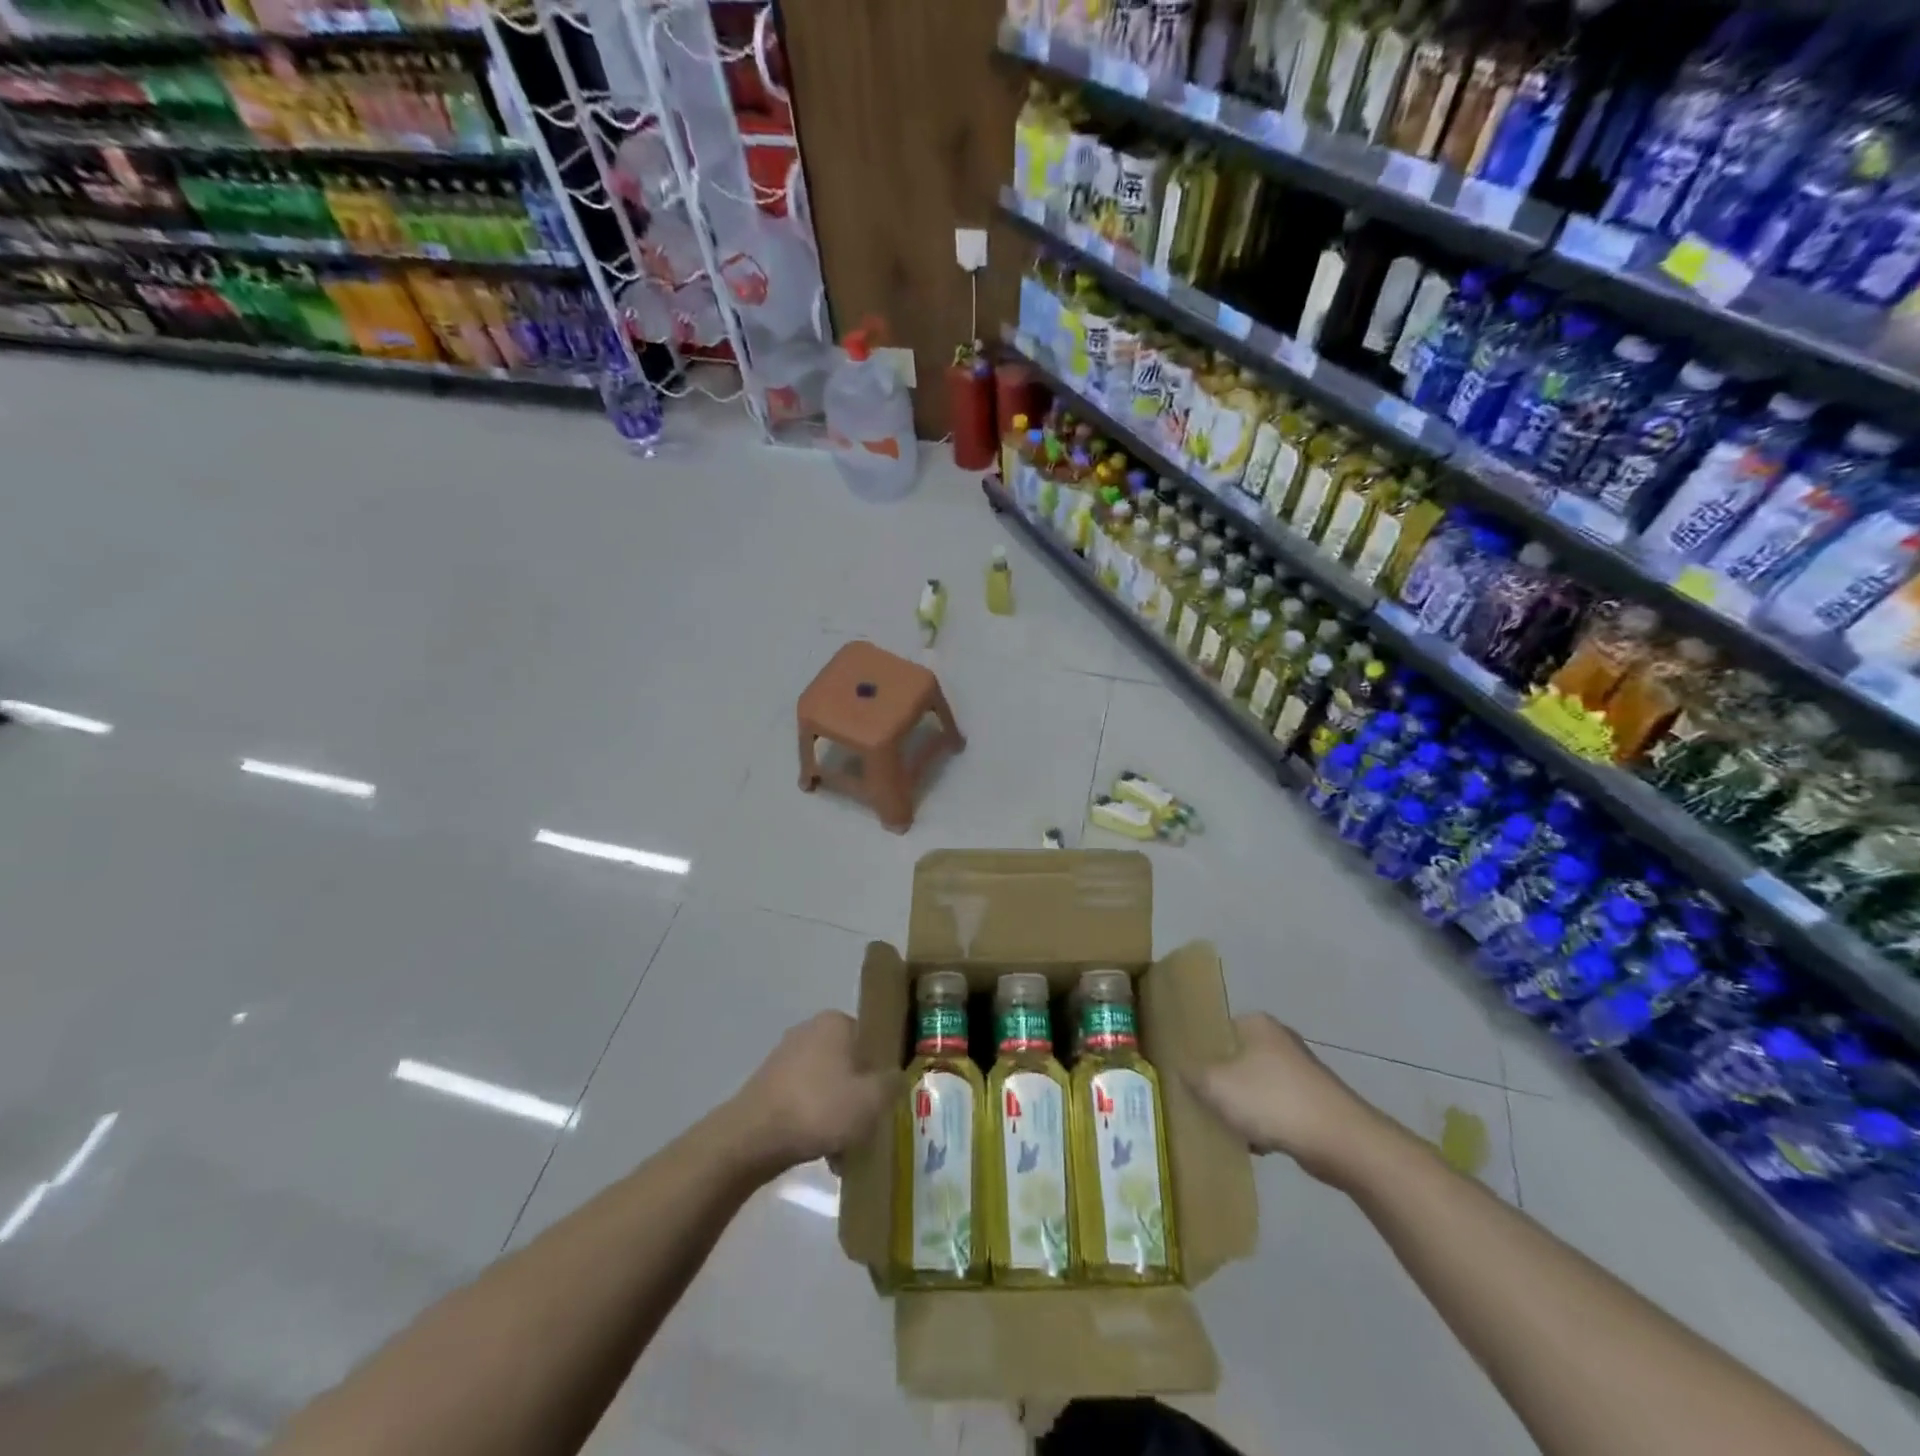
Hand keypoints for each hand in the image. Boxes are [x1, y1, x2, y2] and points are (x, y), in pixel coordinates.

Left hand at [730, 1012, 898, 1173]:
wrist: (752, 1138)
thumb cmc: (818, 1108)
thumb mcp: (871, 1099)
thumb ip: (893, 1084)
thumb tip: (897, 1077)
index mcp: (836, 1022)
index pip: (872, 1039)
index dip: (883, 1070)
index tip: (887, 1099)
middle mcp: (810, 1030)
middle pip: (850, 1065)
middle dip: (860, 1097)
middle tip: (869, 1127)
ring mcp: (786, 1057)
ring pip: (828, 1086)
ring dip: (839, 1115)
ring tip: (845, 1151)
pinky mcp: (769, 1084)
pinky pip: (805, 1100)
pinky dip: (816, 1122)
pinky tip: (822, 1154)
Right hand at [1186, 1013, 1389, 1183]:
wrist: (1341, 1141)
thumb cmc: (1272, 1101)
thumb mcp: (1215, 1085)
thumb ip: (1191, 1074)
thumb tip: (1179, 1069)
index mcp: (1255, 1023)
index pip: (1215, 1029)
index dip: (1196, 1051)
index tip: (1184, 1075)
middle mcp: (1279, 1039)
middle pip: (1234, 1059)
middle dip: (1219, 1083)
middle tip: (1200, 1103)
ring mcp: (1300, 1070)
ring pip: (1255, 1086)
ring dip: (1242, 1107)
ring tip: (1226, 1128)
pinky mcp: (1314, 1100)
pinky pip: (1276, 1108)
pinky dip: (1265, 1123)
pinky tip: (1257, 1145)